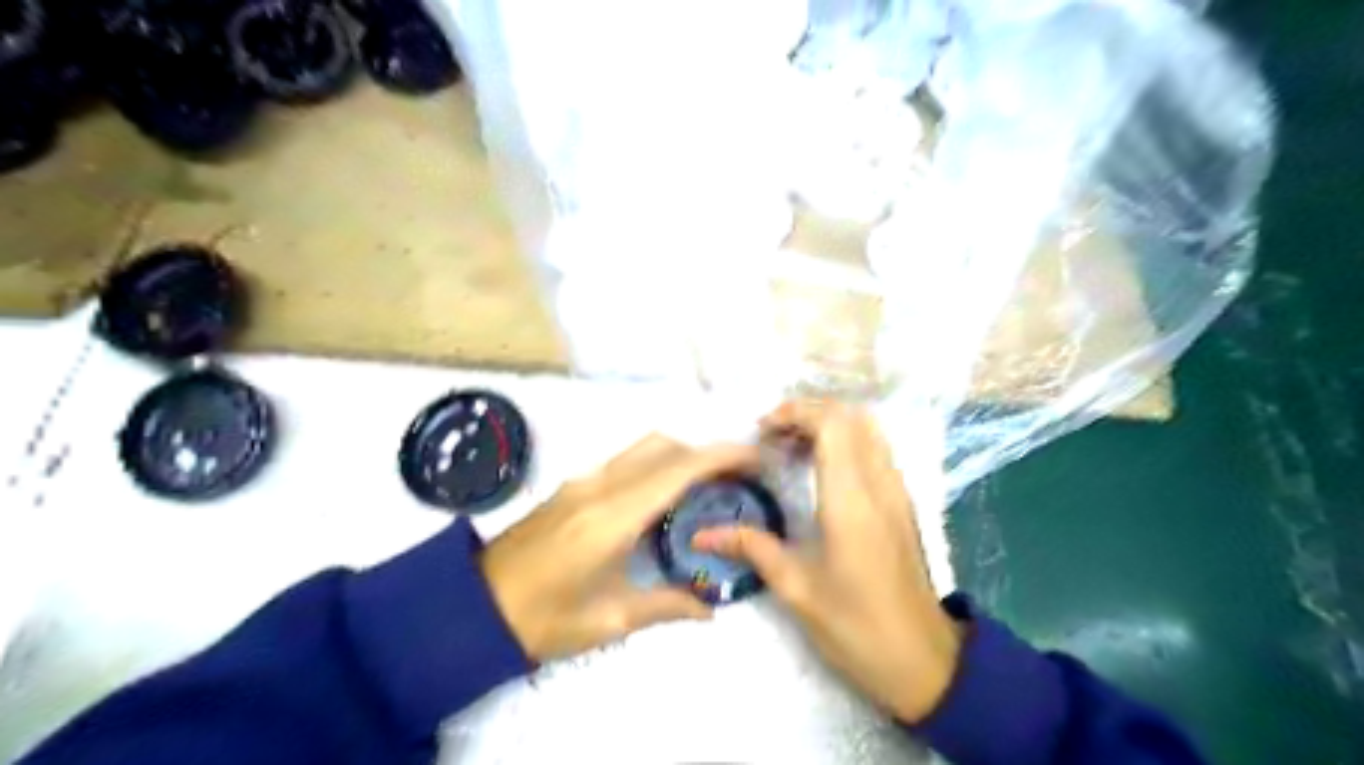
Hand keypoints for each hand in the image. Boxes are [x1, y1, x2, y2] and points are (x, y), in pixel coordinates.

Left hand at [478, 435, 754, 663]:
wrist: (471, 607)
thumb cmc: (543, 618)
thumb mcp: (609, 620)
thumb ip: (665, 606)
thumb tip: (709, 609)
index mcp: (613, 515)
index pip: (677, 469)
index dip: (720, 455)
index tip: (753, 457)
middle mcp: (599, 485)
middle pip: (662, 446)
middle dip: (704, 452)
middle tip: (736, 476)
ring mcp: (581, 481)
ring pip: (642, 448)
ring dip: (679, 455)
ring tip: (706, 485)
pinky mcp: (571, 487)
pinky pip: (624, 462)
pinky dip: (655, 465)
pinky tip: (662, 498)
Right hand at [698, 400, 963, 722]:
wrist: (924, 661)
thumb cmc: (856, 627)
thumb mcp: (796, 588)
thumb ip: (751, 548)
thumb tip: (702, 535)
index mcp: (851, 500)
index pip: (832, 424)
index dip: (795, 413)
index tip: (762, 431)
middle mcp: (879, 484)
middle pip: (851, 416)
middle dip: (808, 412)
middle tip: (773, 437)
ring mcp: (897, 491)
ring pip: (868, 429)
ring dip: (829, 424)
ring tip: (792, 448)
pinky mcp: (903, 503)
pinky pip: (876, 449)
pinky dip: (847, 441)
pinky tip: (820, 470)